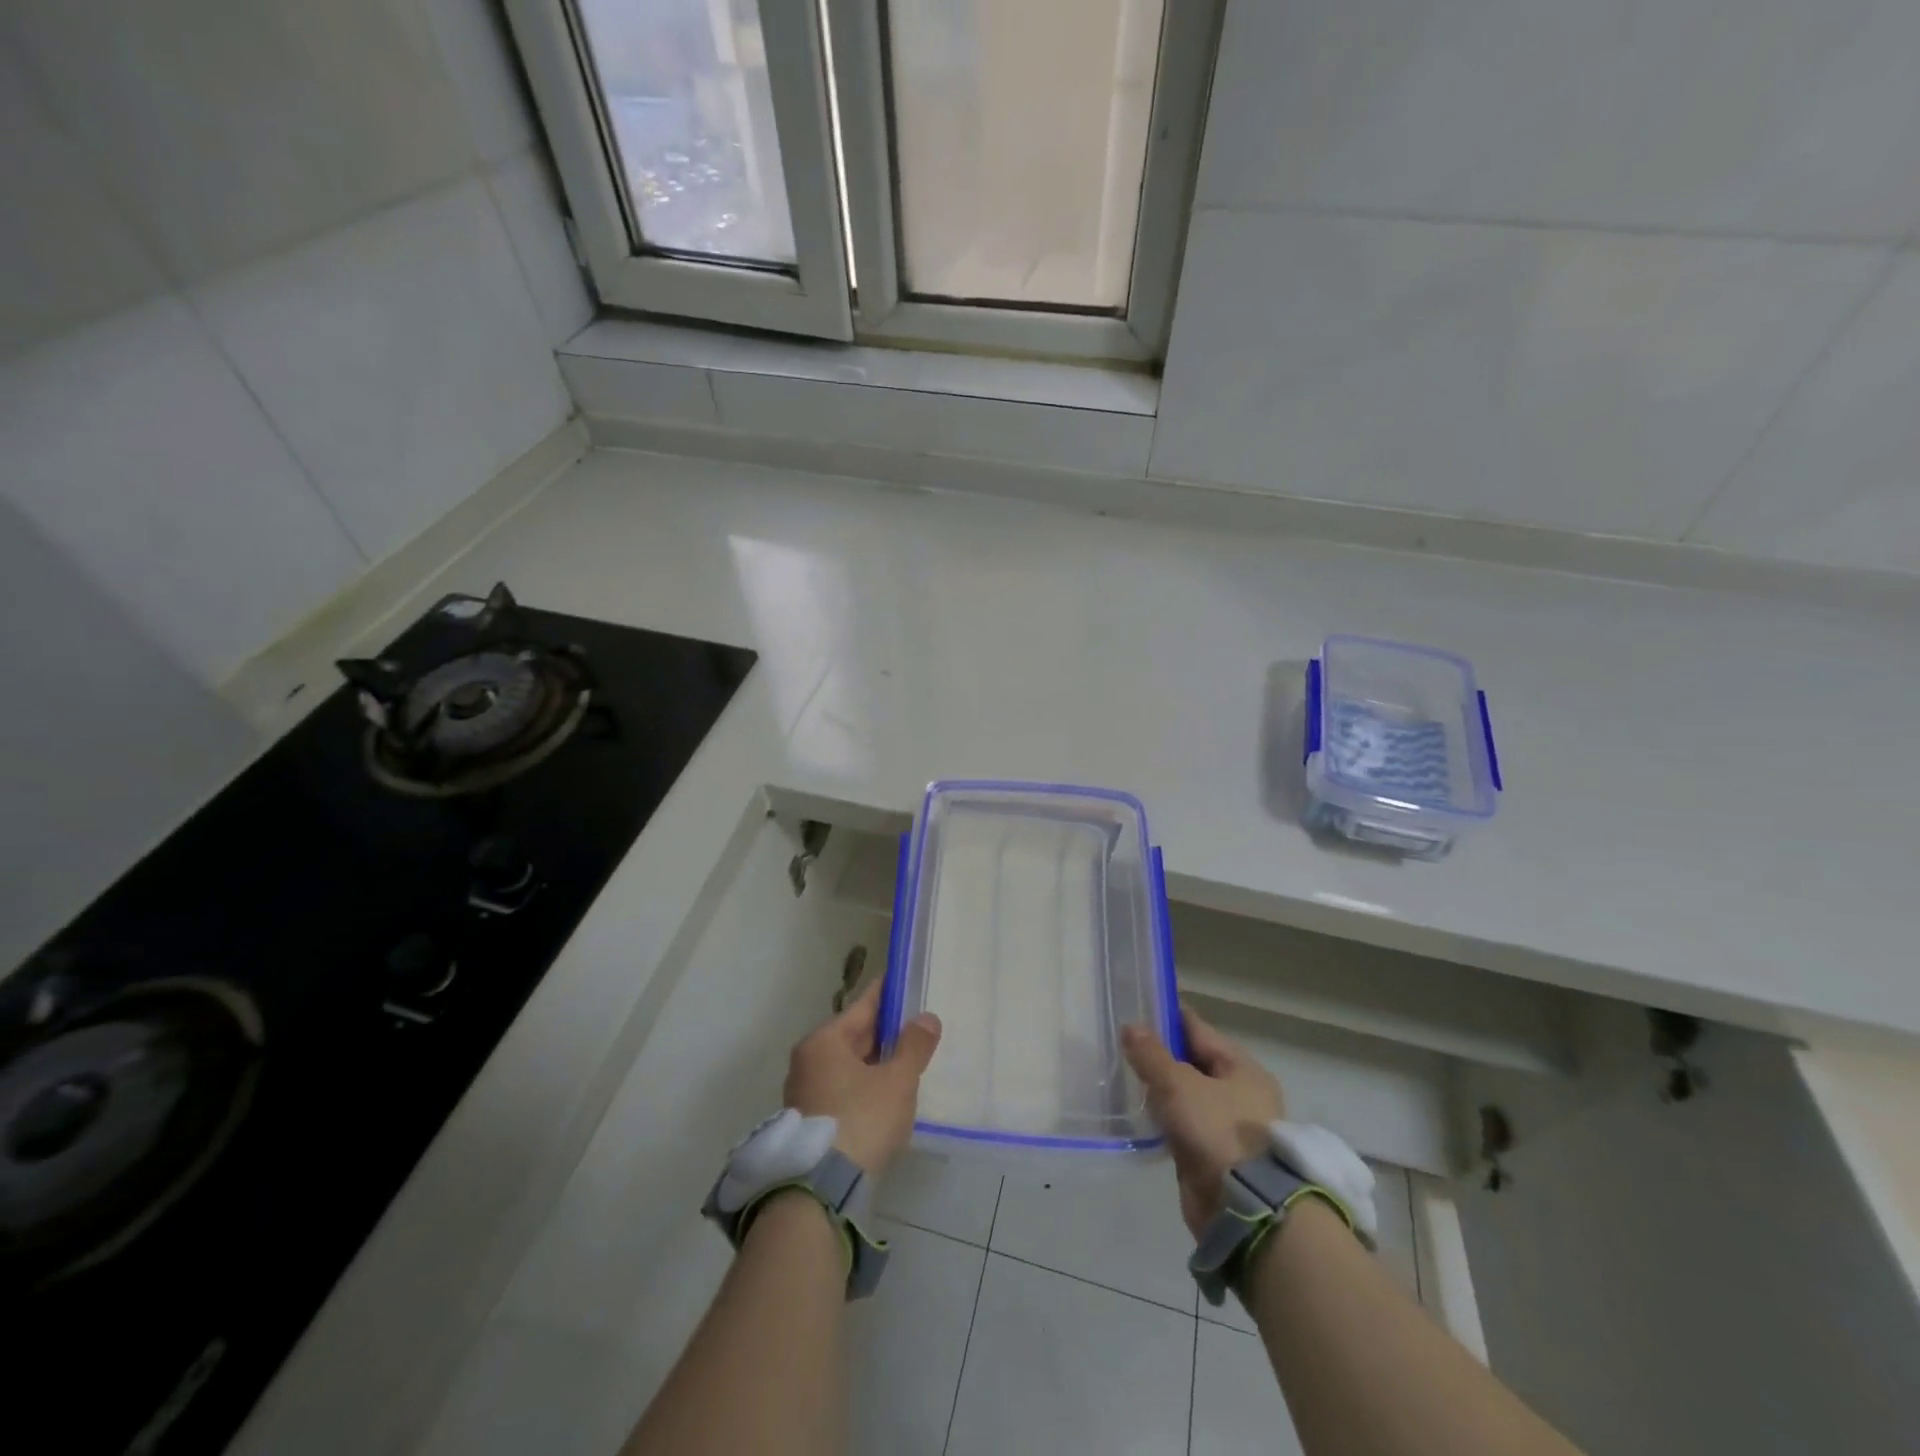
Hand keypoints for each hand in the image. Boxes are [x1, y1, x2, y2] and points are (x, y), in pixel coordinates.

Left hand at [784, 979, 941, 1175]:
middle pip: (853, 1036)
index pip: (862, 1007)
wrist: (819, 1191)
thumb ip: (914, 1045)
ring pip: (848, 1066)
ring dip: (874, 1063)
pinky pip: (842, 1091)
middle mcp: (807, 1061)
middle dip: (884, 1033)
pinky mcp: (809, 1123)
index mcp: (823, 1041)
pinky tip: (885, 1098)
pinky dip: (864, 1088)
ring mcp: (804, 1093)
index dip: (887, 995)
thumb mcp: (897, 1080)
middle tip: (914, 1026)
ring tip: (906, 1062)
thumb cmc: (860, 1120)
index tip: (904, 984)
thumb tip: (926, 1017)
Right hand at [1122, 1003, 1284, 1238]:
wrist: (1244, 1209)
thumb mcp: (1178, 1084)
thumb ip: (1151, 1054)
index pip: (1198, 1029)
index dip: (1167, 1016)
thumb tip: (1130, 1026)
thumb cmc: (1218, 1131)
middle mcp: (1239, 1092)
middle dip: (1159, 1053)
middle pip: (1192, 1061)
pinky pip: (1182, 1124)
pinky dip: (1163, 1116)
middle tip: (1121, 1041)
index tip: (1136, 1005)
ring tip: (1122, 1072)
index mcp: (1241, 1067)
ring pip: (1185, 1094)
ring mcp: (1227, 1125)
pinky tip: (1137, 1111)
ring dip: (1159, 1087)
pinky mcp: (1212, 1154)